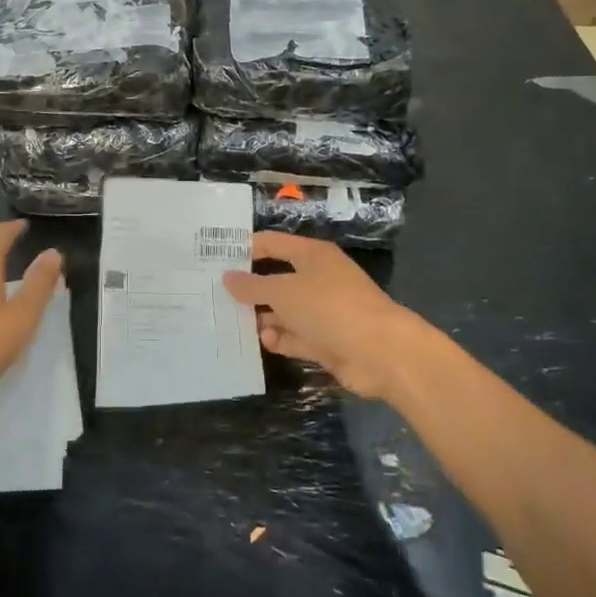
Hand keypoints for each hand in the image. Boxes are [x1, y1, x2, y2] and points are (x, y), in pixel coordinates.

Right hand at [223, 231, 430, 404]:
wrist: (381, 352)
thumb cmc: (330, 307)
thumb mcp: (284, 292)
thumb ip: (253, 286)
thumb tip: (227, 278)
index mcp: (312, 255)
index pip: (272, 244)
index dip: (245, 249)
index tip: (214, 259)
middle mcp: (318, 279)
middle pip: (277, 278)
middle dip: (250, 288)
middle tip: (214, 295)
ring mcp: (323, 311)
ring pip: (284, 310)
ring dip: (262, 316)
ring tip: (230, 322)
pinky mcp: (327, 340)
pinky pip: (296, 336)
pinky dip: (280, 338)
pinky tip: (263, 341)